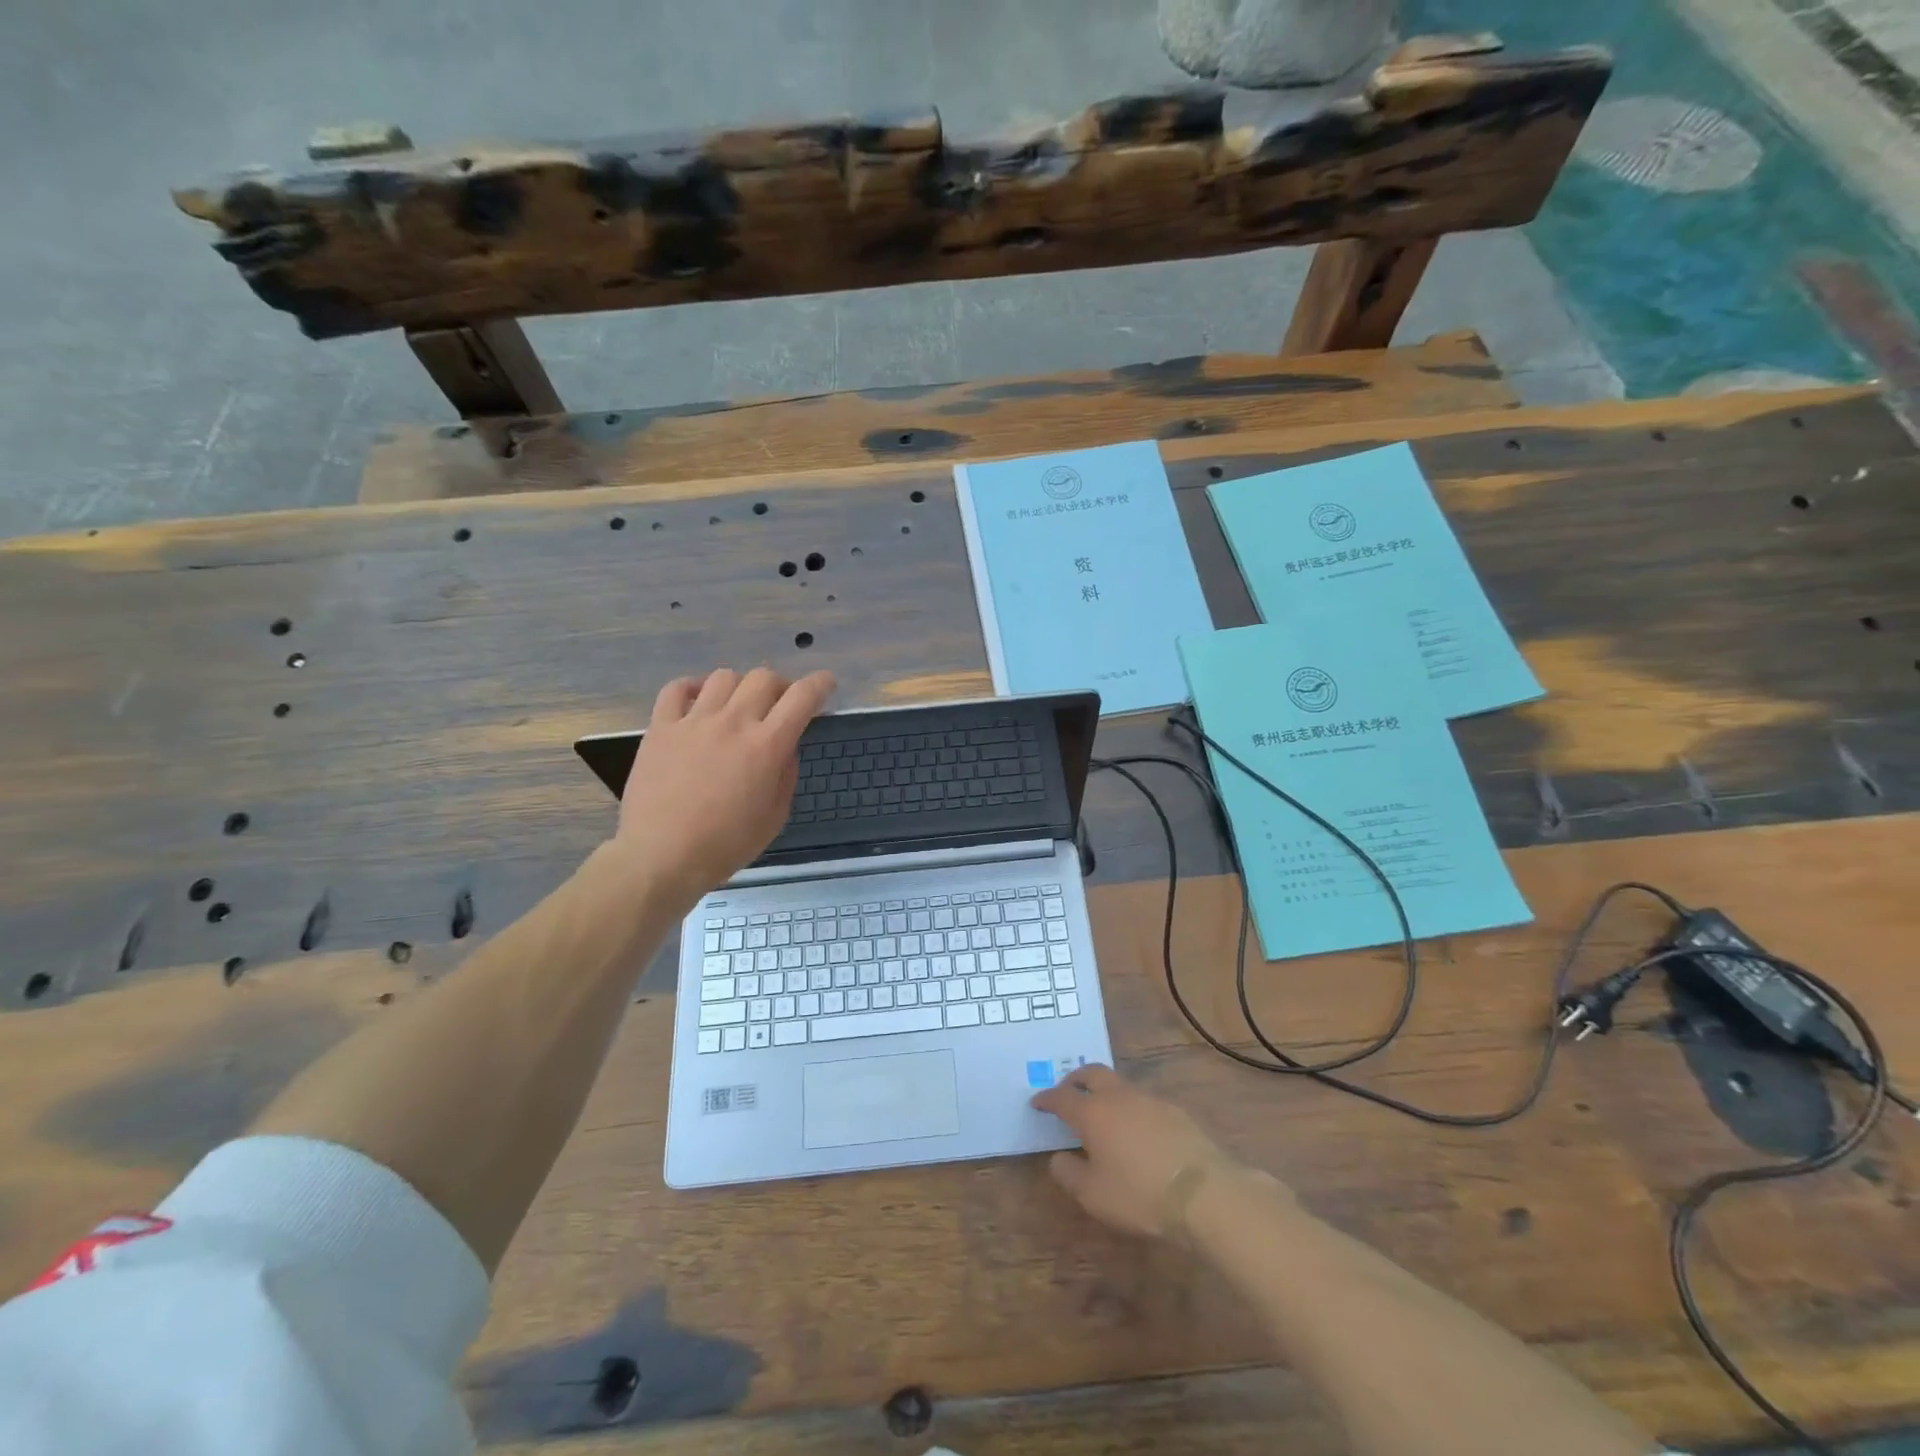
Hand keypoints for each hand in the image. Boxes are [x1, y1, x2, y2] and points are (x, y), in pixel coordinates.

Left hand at [611, 667, 835, 908]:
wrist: (661, 856)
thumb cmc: (725, 845)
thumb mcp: (775, 817)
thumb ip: (786, 775)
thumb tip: (785, 748)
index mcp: (767, 746)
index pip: (802, 697)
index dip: (820, 684)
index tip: (826, 684)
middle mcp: (733, 722)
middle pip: (764, 678)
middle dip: (781, 685)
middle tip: (780, 704)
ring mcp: (694, 721)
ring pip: (724, 677)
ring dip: (740, 686)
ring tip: (738, 705)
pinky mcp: (661, 727)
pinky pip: (677, 689)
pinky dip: (693, 688)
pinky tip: (699, 701)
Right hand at [1032, 1064, 1250, 1238]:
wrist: (1203, 1193)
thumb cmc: (1139, 1194)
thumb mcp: (1093, 1195)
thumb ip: (1069, 1174)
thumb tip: (1058, 1157)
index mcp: (1093, 1112)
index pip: (1062, 1097)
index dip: (1047, 1098)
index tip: (1037, 1102)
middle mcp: (1118, 1097)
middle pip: (1092, 1074)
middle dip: (1076, 1079)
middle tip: (1068, 1091)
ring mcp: (1149, 1100)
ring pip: (1119, 1084)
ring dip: (1105, 1091)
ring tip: (1102, 1111)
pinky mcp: (1174, 1111)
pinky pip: (1143, 1100)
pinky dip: (1130, 1107)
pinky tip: (1137, 1129)